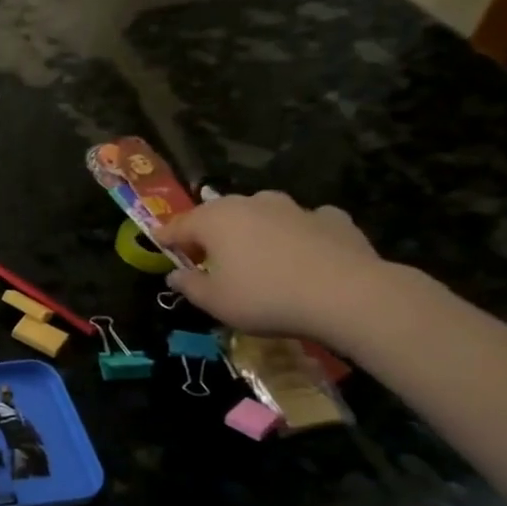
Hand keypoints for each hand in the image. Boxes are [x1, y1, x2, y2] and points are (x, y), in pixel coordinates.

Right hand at [157, 192, 390, 346]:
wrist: (347, 295)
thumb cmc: (265, 297)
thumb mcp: (214, 302)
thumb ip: (189, 285)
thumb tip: (175, 275)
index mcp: (215, 220)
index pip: (178, 225)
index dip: (165, 238)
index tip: (159, 247)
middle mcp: (251, 204)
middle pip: (219, 215)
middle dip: (209, 232)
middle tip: (206, 255)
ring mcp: (294, 208)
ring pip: (262, 214)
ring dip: (253, 230)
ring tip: (255, 253)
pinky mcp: (333, 219)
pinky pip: (304, 223)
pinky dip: (297, 234)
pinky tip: (303, 253)